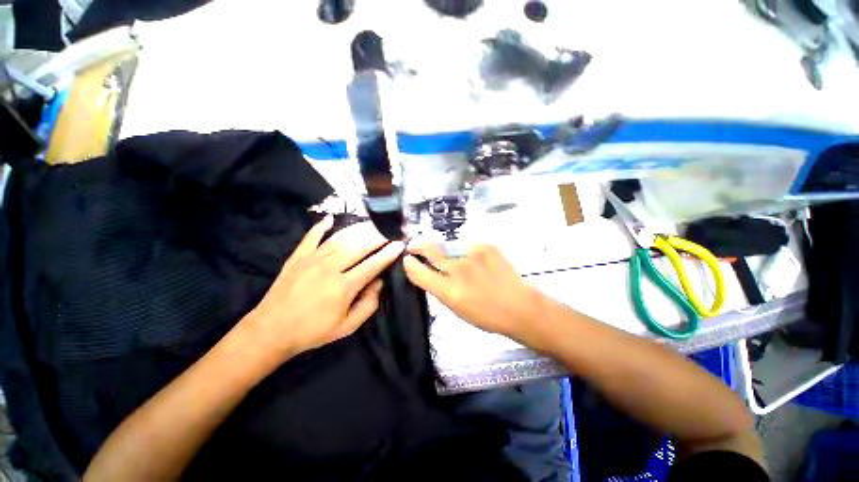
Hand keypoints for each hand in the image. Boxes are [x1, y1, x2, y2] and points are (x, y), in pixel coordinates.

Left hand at [246, 217, 403, 358]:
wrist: (271, 330)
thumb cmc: (313, 331)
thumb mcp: (347, 327)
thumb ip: (368, 305)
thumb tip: (379, 283)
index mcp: (344, 286)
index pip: (373, 264)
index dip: (388, 254)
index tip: (399, 244)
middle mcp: (330, 268)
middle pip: (359, 247)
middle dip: (377, 237)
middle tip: (389, 230)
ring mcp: (312, 259)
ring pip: (340, 239)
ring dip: (358, 230)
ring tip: (371, 224)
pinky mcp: (298, 257)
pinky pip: (312, 237)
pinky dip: (321, 226)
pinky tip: (330, 218)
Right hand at [403, 242, 545, 341]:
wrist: (520, 306)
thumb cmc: (486, 315)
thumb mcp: (456, 309)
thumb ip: (438, 289)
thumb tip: (426, 272)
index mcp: (449, 291)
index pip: (419, 272)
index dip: (410, 264)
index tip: (407, 260)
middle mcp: (459, 269)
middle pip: (430, 249)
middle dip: (417, 245)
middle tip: (414, 245)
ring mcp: (473, 254)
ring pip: (447, 244)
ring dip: (442, 248)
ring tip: (446, 254)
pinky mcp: (486, 246)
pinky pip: (466, 244)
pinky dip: (464, 250)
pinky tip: (470, 258)